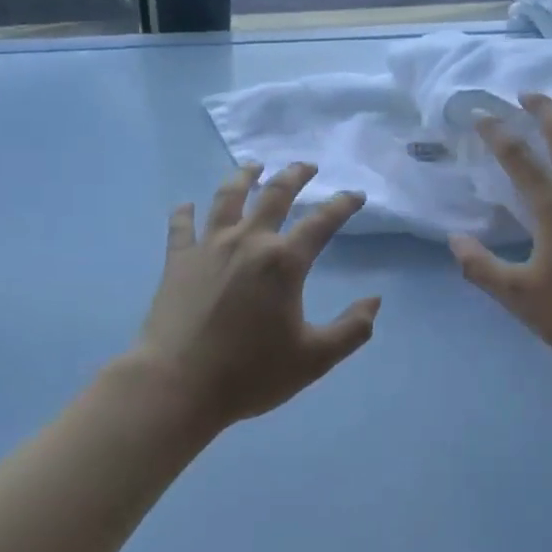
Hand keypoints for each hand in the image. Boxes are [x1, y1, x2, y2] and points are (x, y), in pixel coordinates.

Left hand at [134, 162, 379, 428]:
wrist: (178, 385)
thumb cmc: (251, 373)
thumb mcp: (315, 359)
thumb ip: (352, 329)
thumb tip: (374, 301)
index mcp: (284, 262)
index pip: (321, 222)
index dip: (342, 205)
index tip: (355, 195)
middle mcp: (248, 242)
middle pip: (274, 195)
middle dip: (294, 176)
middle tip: (307, 166)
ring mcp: (208, 248)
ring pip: (227, 198)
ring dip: (244, 177)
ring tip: (253, 166)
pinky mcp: (176, 262)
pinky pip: (181, 226)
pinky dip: (185, 212)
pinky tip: (187, 205)